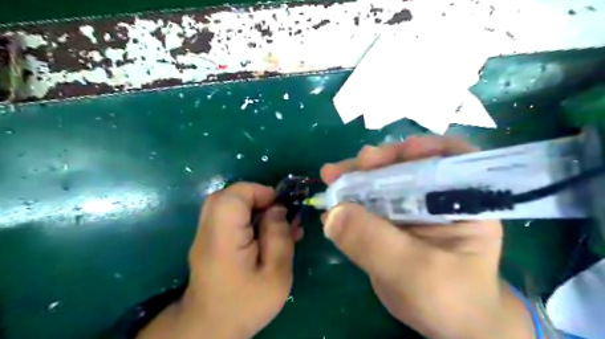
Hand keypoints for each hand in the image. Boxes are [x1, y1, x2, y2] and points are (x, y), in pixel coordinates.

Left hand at [139, 183, 304, 338]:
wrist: (211, 328)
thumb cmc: (246, 304)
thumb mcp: (276, 274)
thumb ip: (278, 237)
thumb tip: (278, 209)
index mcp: (224, 238)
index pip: (234, 196)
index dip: (259, 192)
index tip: (280, 206)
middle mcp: (208, 231)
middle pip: (227, 196)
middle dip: (256, 197)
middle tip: (276, 212)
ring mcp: (205, 234)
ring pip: (226, 203)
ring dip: (252, 205)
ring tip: (272, 222)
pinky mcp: (209, 240)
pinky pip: (226, 216)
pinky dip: (245, 215)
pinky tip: (262, 230)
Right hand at [318, 137, 530, 337]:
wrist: (448, 325)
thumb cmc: (450, 300)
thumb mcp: (416, 274)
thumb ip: (376, 243)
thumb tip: (333, 213)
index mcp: (462, 201)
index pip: (452, 158)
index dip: (427, 147)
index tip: (400, 151)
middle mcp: (436, 197)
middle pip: (406, 165)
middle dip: (376, 163)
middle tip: (345, 168)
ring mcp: (410, 207)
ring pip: (381, 181)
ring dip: (355, 178)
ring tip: (331, 178)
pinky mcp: (390, 220)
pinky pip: (367, 203)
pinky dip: (348, 201)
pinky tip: (331, 205)